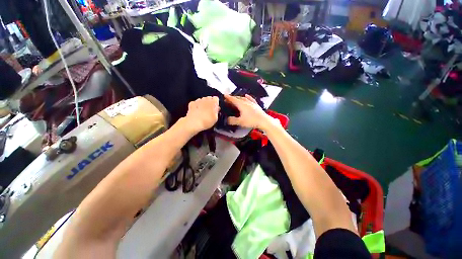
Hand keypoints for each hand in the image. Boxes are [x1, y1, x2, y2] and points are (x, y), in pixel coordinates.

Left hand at [184, 96, 219, 132]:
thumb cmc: (207, 121)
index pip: (216, 98)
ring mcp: (198, 100)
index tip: (215, 108)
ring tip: (203, 112)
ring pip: (202, 100)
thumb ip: (217, 112)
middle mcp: (206, 99)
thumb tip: (216, 109)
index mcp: (213, 101)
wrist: (194, 123)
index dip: (216, 103)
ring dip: (203, 104)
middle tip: (209, 111)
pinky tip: (197, 112)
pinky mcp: (191, 103)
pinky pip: (195, 103)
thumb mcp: (216, 118)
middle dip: (209, 103)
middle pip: (209, 98)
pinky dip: (196, 106)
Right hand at [225, 94, 274, 130]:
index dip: (228, 97)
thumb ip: (232, 120)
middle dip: (232, 98)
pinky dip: (247, 97)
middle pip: (238, 98)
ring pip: (244, 98)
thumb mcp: (240, 122)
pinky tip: (247, 95)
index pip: (233, 100)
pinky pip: (251, 99)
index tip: (224, 95)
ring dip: (239, 98)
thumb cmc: (251, 121)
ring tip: (235, 98)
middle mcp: (246, 102)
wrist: (264, 121)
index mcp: (241, 104)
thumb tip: (226, 120)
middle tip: (228, 99)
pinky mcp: (256, 105)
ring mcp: (252, 103)